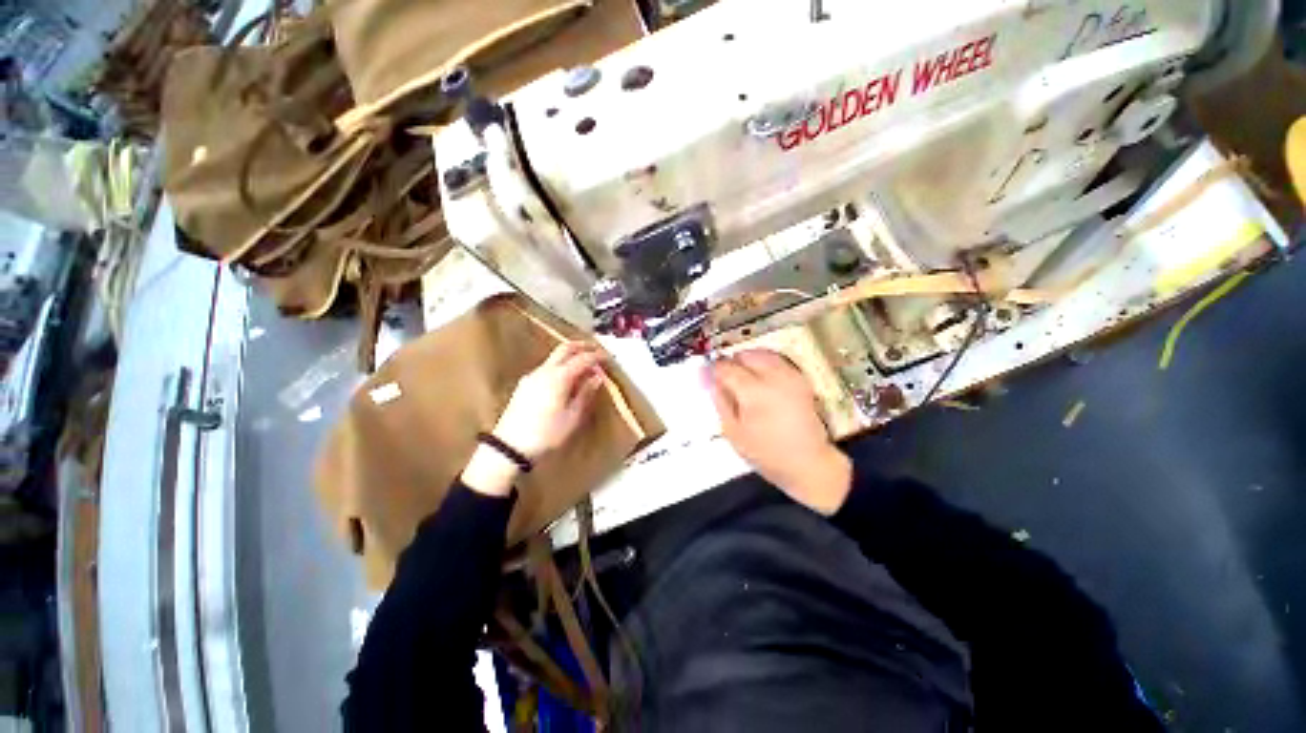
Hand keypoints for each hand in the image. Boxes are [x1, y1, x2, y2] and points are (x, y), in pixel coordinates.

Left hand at [462, 342, 607, 496]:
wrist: (510, 446)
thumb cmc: (547, 433)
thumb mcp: (573, 416)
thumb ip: (585, 393)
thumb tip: (597, 377)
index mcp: (559, 377)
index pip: (582, 358)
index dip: (597, 356)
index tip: (609, 358)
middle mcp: (544, 371)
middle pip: (565, 348)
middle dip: (582, 346)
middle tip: (596, 350)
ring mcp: (532, 376)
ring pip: (554, 357)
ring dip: (571, 356)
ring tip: (584, 367)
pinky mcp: (525, 384)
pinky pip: (547, 368)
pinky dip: (561, 366)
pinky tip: (566, 379)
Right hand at [706, 350, 851, 514]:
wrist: (808, 462)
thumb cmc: (766, 453)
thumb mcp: (734, 433)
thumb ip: (721, 402)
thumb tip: (712, 382)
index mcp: (753, 391)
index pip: (726, 367)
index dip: (713, 368)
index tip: (707, 375)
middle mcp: (772, 377)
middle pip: (745, 355)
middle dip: (732, 362)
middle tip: (725, 378)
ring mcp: (790, 376)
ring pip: (762, 353)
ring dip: (748, 360)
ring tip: (742, 376)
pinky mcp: (801, 380)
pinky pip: (778, 361)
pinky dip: (765, 363)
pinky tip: (761, 379)